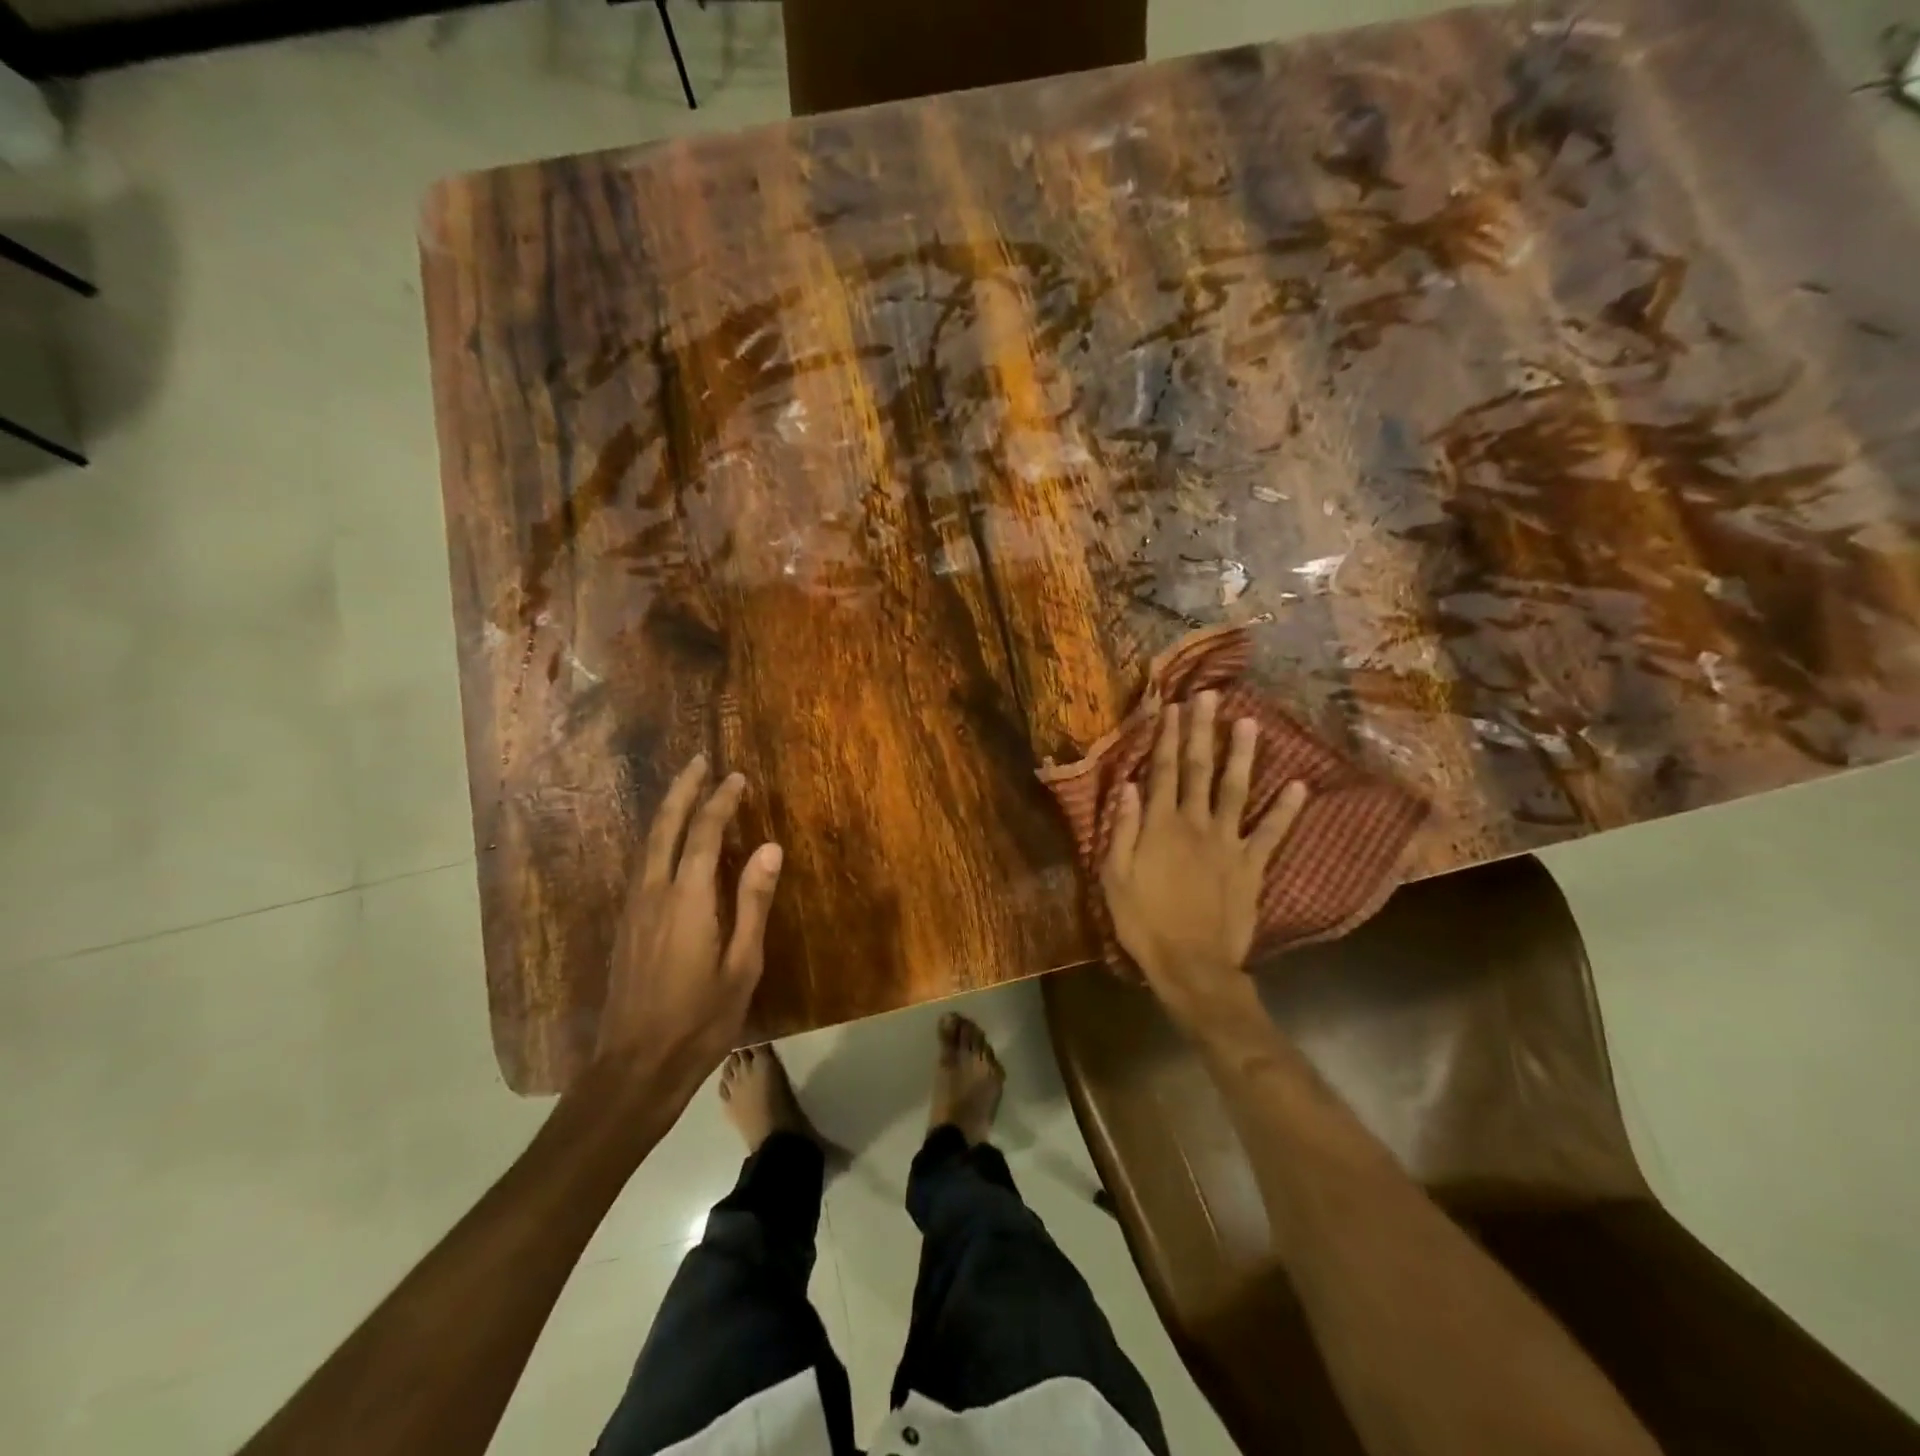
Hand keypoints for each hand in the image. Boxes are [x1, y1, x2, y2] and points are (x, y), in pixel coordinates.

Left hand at [593, 755, 782, 1099]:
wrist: (634, 1069)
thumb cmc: (700, 1020)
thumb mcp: (742, 965)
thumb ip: (753, 902)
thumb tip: (770, 848)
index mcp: (687, 900)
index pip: (703, 834)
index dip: (720, 802)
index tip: (737, 777)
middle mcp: (653, 894)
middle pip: (664, 828)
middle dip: (682, 792)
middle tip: (698, 762)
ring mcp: (633, 911)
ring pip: (647, 845)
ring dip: (667, 812)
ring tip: (685, 792)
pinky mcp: (626, 928)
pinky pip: (642, 866)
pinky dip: (657, 840)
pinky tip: (667, 845)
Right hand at [1100, 691, 1307, 1034]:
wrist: (1192, 965)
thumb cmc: (1144, 922)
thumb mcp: (1115, 878)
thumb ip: (1122, 830)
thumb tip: (1129, 786)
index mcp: (1160, 826)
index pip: (1163, 772)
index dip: (1167, 738)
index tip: (1173, 707)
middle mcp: (1196, 824)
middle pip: (1199, 770)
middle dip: (1202, 731)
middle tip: (1209, 697)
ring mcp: (1229, 843)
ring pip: (1235, 790)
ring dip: (1242, 755)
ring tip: (1249, 723)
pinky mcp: (1252, 866)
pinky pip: (1271, 833)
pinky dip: (1286, 809)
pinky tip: (1299, 785)